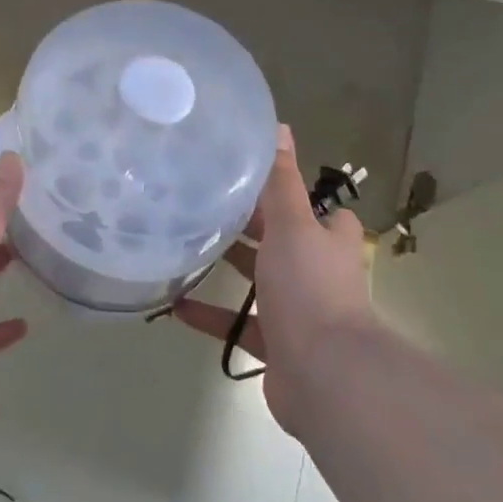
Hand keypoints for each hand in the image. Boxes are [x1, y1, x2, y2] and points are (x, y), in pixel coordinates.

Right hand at [173, 126, 375, 434]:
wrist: (325, 375)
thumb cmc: (309, 287)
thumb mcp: (292, 224)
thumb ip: (281, 180)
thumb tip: (280, 126)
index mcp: (327, 241)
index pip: (316, 210)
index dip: (289, 194)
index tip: (250, 179)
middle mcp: (316, 272)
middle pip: (280, 242)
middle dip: (248, 227)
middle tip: (202, 204)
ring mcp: (297, 312)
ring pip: (257, 282)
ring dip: (226, 268)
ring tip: (184, 247)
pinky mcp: (277, 345)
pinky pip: (238, 324)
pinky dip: (210, 315)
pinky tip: (174, 304)